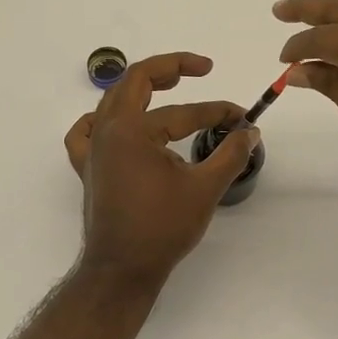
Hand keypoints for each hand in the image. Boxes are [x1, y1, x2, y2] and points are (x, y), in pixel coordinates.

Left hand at [63, 52, 260, 289]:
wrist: (121, 270)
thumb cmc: (161, 228)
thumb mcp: (204, 188)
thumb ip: (230, 154)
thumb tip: (250, 131)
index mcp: (132, 130)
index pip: (182, 111)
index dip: (216, 112)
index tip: (242, 119)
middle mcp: (107, 130)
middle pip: (136, 81)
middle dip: (170, 68)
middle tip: (200, 68)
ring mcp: (93, 149)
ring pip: (114, 101)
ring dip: (141, 87)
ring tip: (167, 85)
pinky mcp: (89, 168)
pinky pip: (86, 131)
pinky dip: (101, 120)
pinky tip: (115, 123)